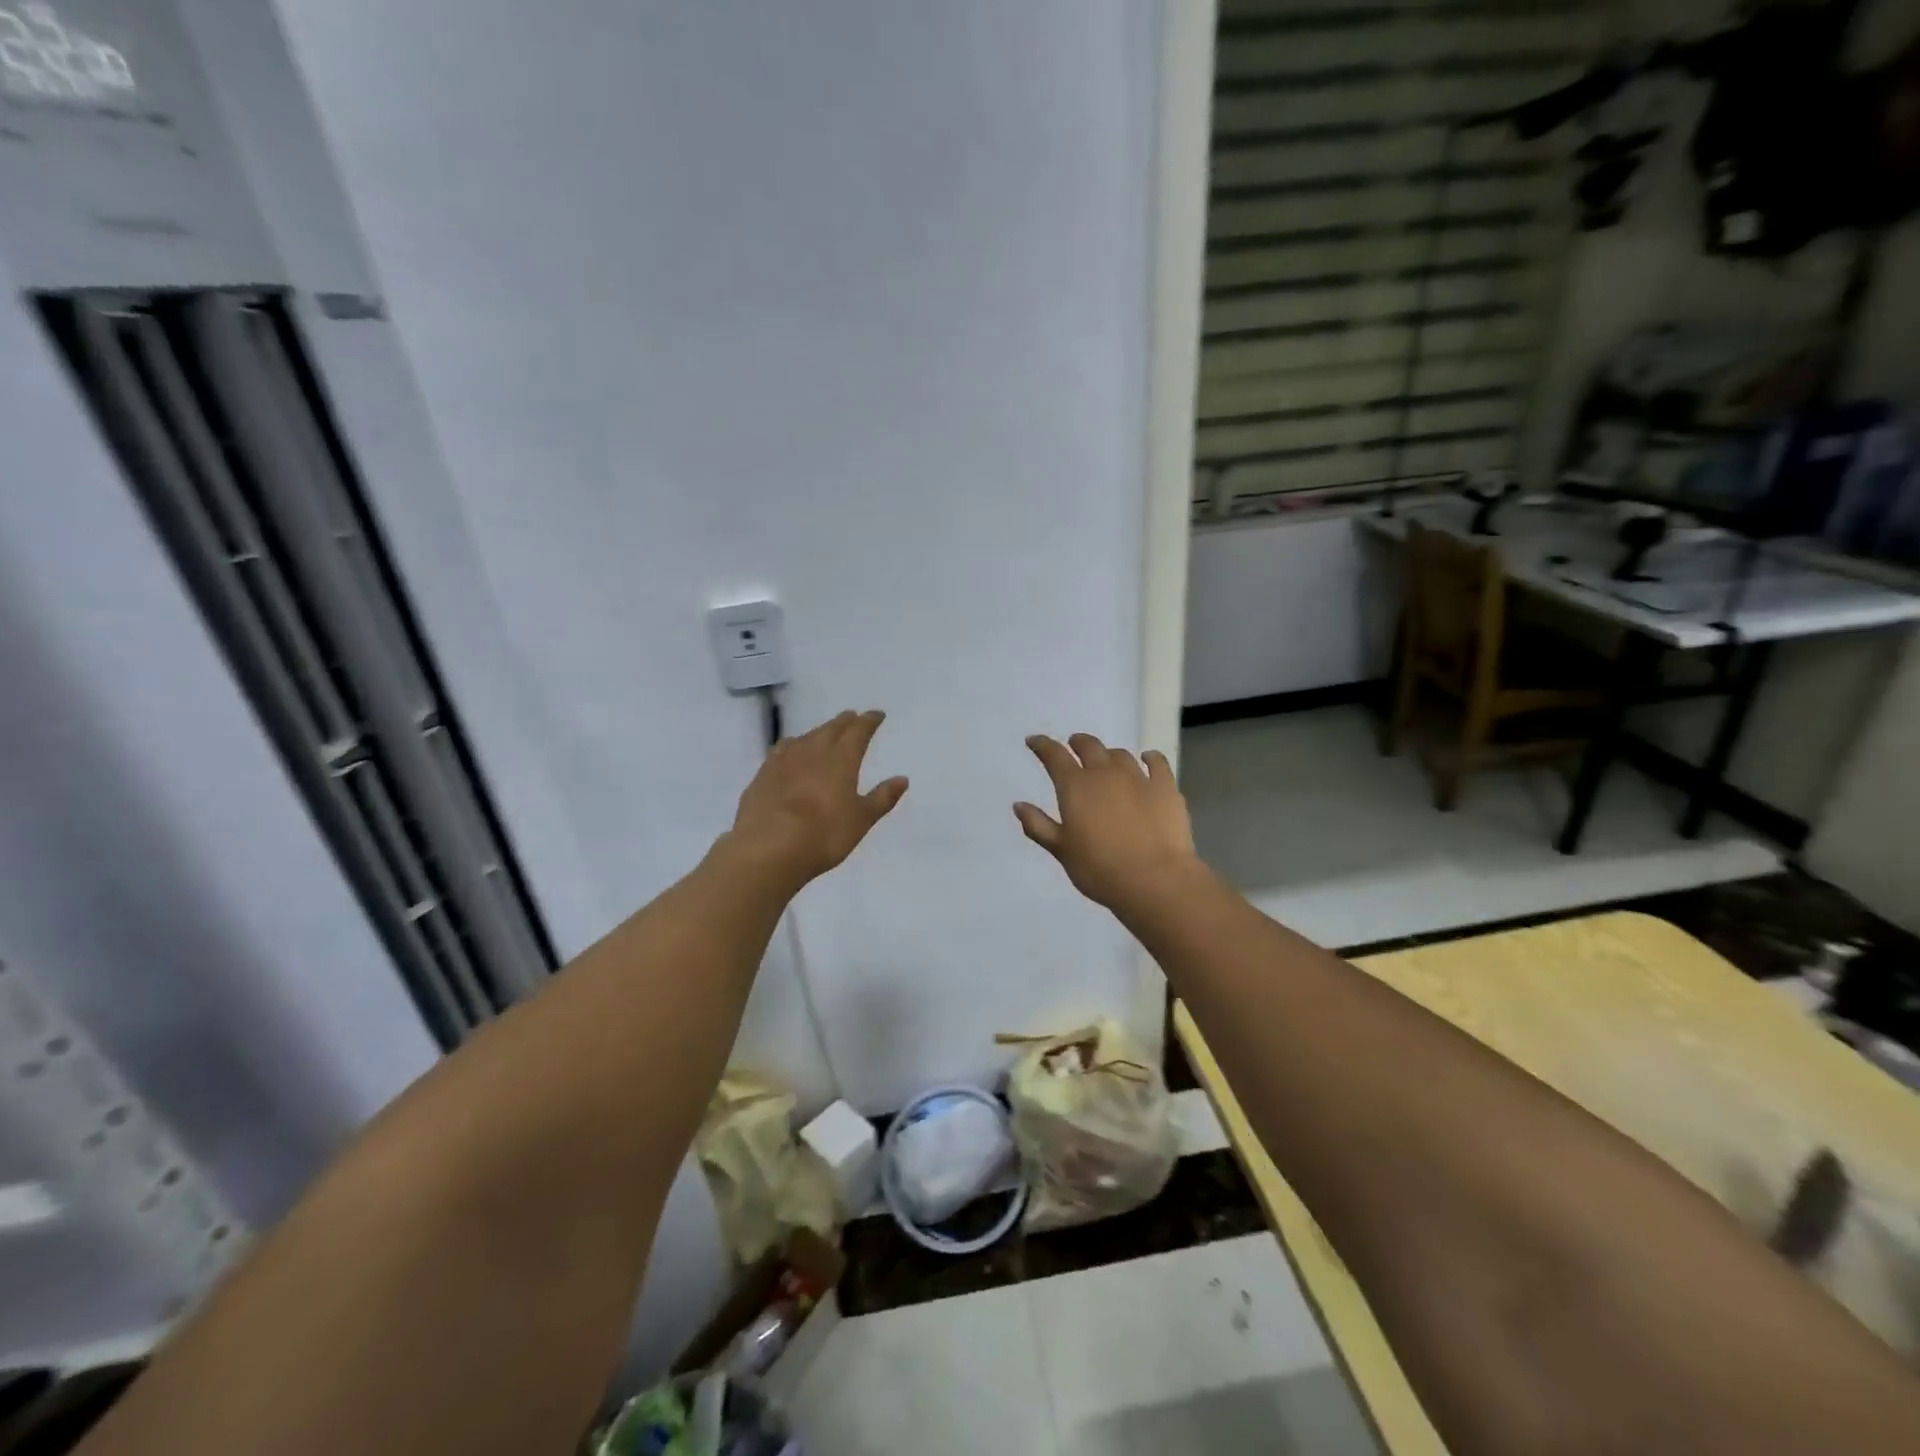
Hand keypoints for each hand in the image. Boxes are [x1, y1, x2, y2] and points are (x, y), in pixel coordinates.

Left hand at [728, 709, 907, 887]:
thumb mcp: (861, 820)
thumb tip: (902, 779)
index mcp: (842, 759)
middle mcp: (813, 751)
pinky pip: (781, 750)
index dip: (869, 721)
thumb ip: (882, 798)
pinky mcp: (763, 774)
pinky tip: (790, 751)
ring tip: (824, 733)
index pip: (859, 731)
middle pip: (831, 728)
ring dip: (819, 732)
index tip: (877, 714)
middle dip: (844, 722)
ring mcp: (784, 760)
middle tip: (852, 717)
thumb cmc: (824, 834)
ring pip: (806, 737)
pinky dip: (792, 745)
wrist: (768, 847)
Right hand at [1014, 734, 1199, 908]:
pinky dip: (1149, 758)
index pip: (1054, 756)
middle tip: (1074, 745)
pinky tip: (1148, 759)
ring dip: (1109, 754)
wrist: (1155, 879)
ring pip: (1120, 755)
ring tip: (1107, 760)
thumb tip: (1019, 805)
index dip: (1042, 745)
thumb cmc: (1099, 869)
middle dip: (1078, 743)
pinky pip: (1157, 763)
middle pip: (1089, 747)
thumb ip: (1038, 825)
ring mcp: (1138, 778)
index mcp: (1075, 786)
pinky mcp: (1166, 788)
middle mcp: (1105, 773)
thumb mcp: (1061, 850)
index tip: (1034, 741)